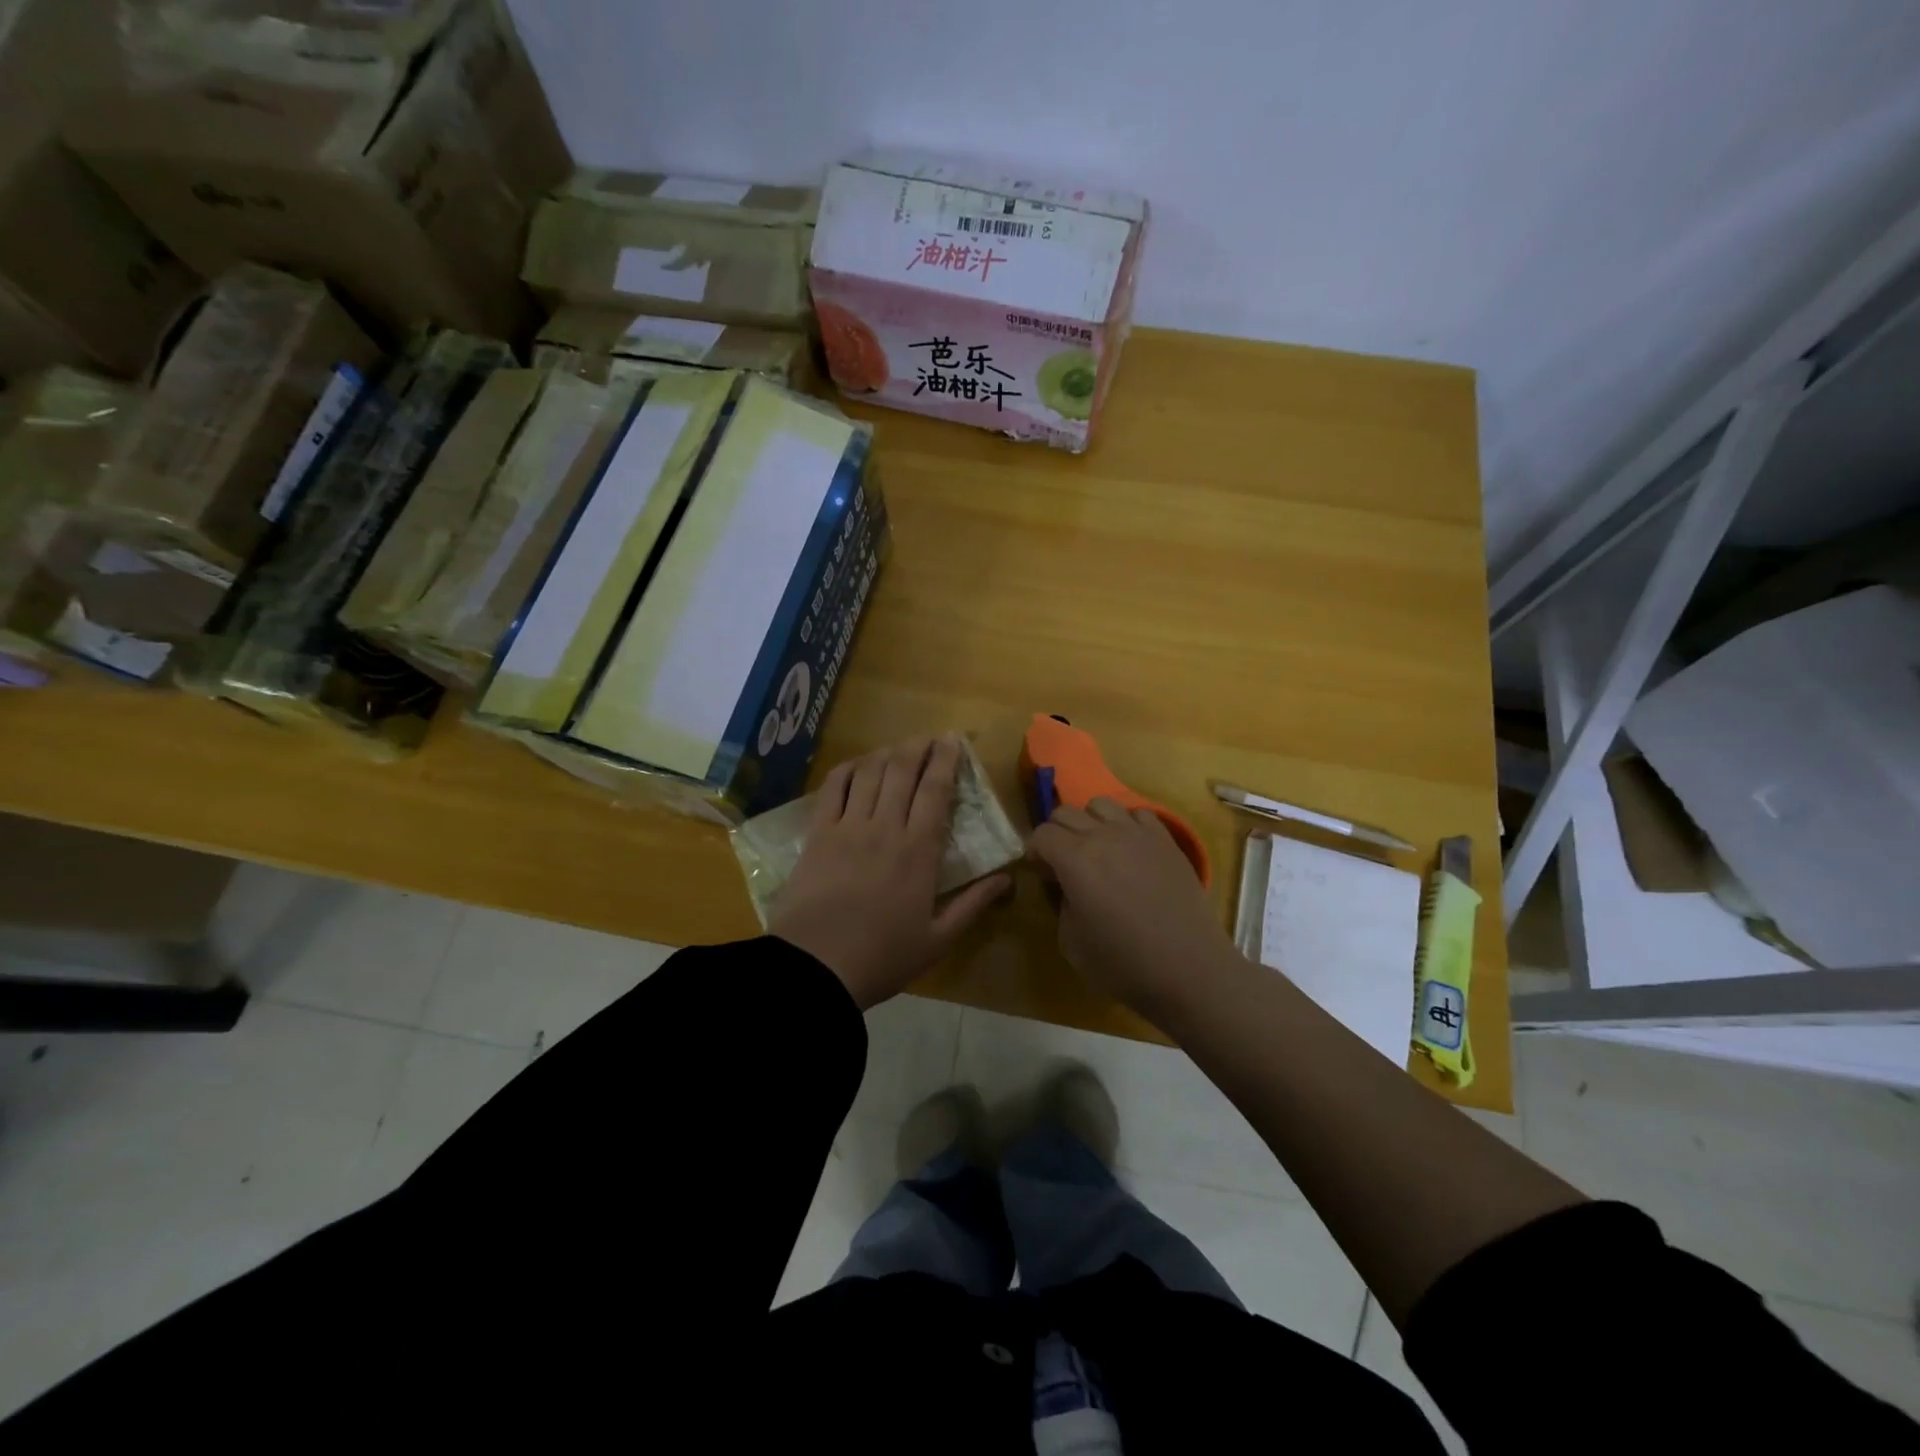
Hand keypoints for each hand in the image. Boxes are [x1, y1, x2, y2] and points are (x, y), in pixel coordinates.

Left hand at [770, 736, 1012, 1009]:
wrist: (816, 968)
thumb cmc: (882, 957)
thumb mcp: (938, 940)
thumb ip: (973, 905)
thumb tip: (1006, 879)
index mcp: (919, 850)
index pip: (936, 791)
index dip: (946, 761)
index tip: (954, 741)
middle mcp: (886, 827)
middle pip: (903, 771)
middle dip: (919, 747)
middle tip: (930, 737)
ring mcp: (848, 826)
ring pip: (870, 773)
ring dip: (887, 753)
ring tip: (899, 747)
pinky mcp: (818, 833)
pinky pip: (833, 787)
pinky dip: (848, 769)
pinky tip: (858, 765)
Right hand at [1028, 798, 1241, 1020]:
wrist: (1189, 969)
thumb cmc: (1123, 964)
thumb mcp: (1071, 942)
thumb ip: (1061, 903)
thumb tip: (1068, 886)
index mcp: (1075, 860)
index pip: (1042, 834)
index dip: (1036, 852)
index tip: (1043, 874)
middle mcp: (1104, 836)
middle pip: (1066, 812)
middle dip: (1057, 833)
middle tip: (1064, 863)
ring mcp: (1139, 834)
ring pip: (1102, 804)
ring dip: (1090, 822)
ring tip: (1098, 850)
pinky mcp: (1167, 841)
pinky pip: (1139, 814)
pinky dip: (1126, 825)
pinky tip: (1131, 850)